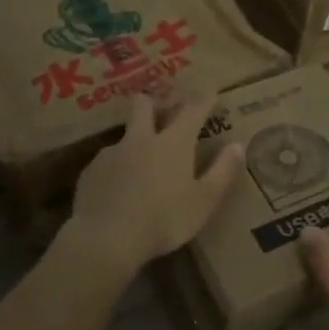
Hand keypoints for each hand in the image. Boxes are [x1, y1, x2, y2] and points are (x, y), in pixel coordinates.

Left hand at [65, 90, 244, 279]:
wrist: (106, 238)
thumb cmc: (164, 220)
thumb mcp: (204, 201)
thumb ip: (222, 171)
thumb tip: (237, 146)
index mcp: (173, 142)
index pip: (192, 111)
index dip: (203, 100)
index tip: (211, 91)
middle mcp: (141, 139)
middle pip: (144, 106)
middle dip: (154, 102)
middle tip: (162, 108)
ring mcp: (112, 153)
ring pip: (125, 134)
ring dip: (135, 139)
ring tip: (140, 158)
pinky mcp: (91, 171)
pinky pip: (107, 160)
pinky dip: (117, 166)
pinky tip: (118, 186)